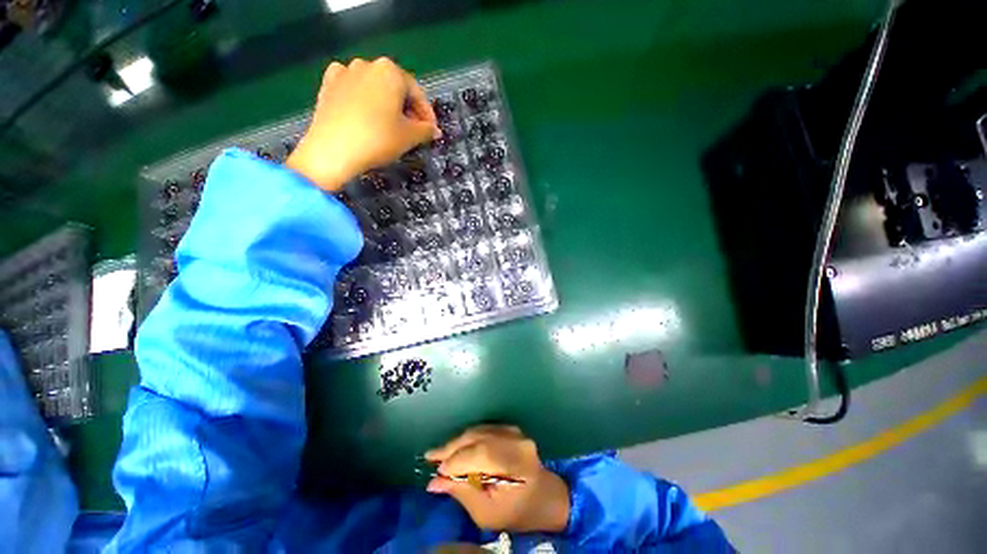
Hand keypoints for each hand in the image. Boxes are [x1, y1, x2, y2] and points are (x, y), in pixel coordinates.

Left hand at [286, 58, 439, 190]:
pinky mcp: (328, 85)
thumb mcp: (409, 137)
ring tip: (390, 126)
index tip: (431, 132)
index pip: (417, 93)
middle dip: (407, 109)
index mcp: (390, 71)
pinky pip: (353, 90)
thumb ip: (426, 130)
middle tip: (413, 131)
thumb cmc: (378, 140)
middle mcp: (367, 64)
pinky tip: (366, 115)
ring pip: (374, 89)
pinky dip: (363, 101)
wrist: (333, 150)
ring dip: (386, 105)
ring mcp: (344, 72)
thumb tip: (435, 131)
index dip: (427, 115)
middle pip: (395, 88)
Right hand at [424, 426, 569, 533]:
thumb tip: (434, 482)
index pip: (479, 454)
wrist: (546, 496)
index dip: (455, 461)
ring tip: (440, 453)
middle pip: (477, 437)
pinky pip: (484, 429)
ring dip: (457, 441)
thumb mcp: (488, 513)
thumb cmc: (518, 511)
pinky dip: (468, 437)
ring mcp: (514, 431)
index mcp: (514, 462)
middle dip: (451, 447)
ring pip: (478, 430)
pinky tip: (457, 446)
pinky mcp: (510, 429)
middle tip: (431, 457)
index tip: (435, 471)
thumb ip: (462, 493)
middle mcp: (515, 440)